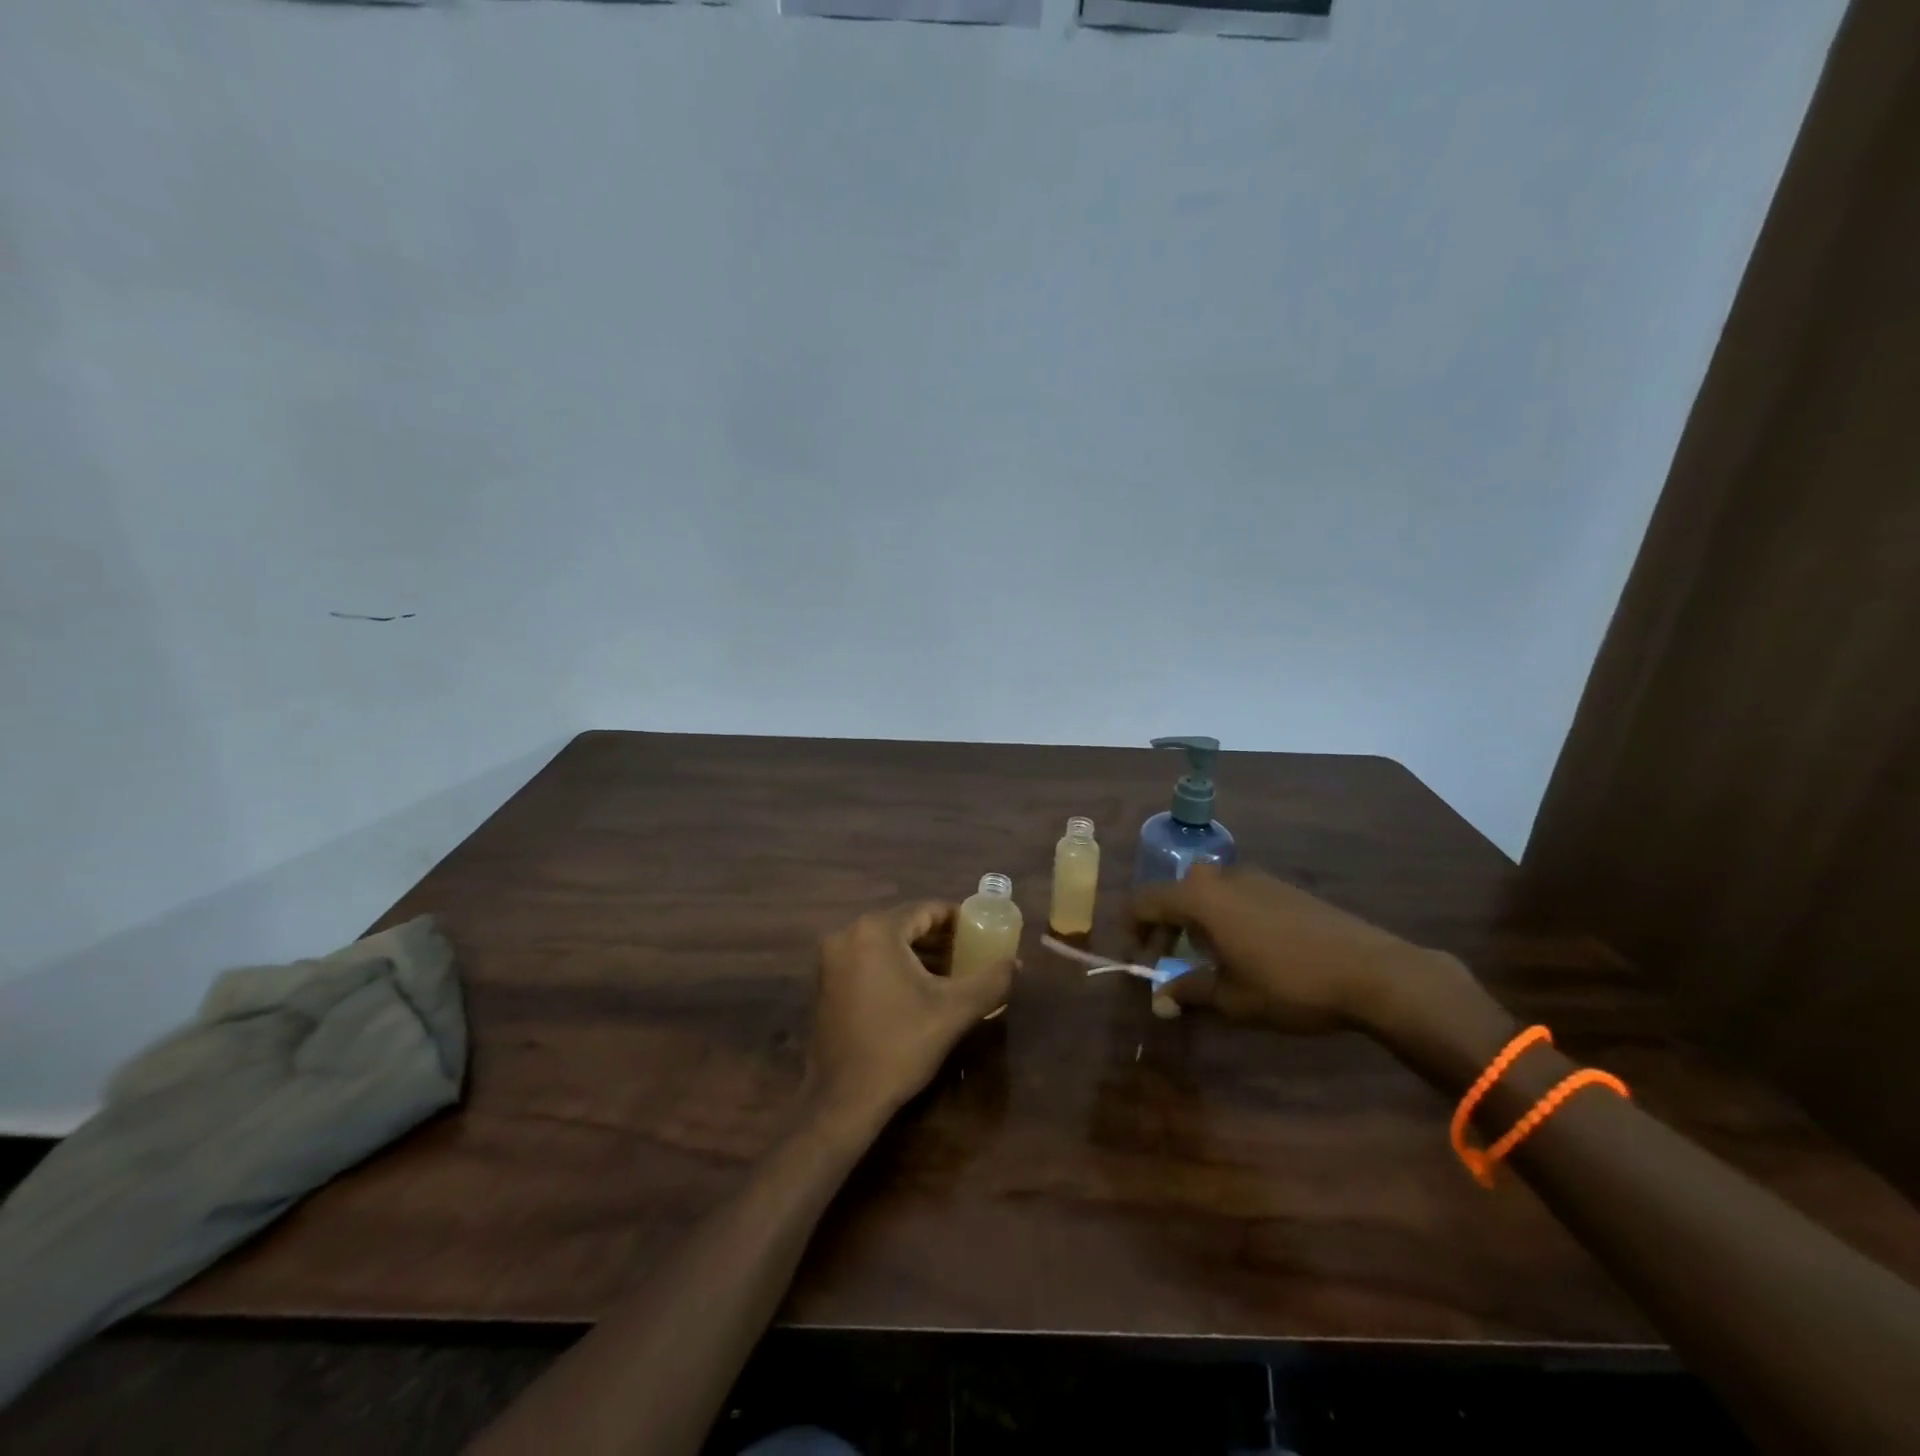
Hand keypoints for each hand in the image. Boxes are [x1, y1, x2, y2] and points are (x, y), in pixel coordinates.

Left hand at [807, 902, 1014, 1121]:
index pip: (927, 910)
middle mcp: (848, 934)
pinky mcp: (826, 983)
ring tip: (952, 975)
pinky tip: (919, 992)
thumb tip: (1016, 962)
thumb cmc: (900, 1046)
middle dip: (941, 939)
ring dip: (919, 955)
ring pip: (887, 944)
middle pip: (906, 925)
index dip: (958, 920)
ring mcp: (832, 959)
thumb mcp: (954, 1011)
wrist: (843, 1100)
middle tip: (971, 955)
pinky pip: (869, 961)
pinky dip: (895, 968)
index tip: (982, 933)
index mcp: (877, 930)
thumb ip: (990, 981)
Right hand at [1126, 863, 1447, 1032]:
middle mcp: (1221, 877)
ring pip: (1207, 893)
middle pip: (1176, 893)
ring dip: (1195, 921)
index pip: (1146, 900)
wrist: (1372, 970)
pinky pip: (1235, 895)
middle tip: (1168, 960)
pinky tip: (1245, 948)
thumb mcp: (1232, 997)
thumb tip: (1159, 1001)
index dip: (1132, 926)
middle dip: (1165, 926)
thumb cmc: (1289, 984)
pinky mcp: (1281, 886)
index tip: (1135, 955)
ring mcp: (1254, 877)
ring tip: (1208, 959)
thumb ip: (1189, 992)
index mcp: (1200, 898)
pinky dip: (1224, 916)